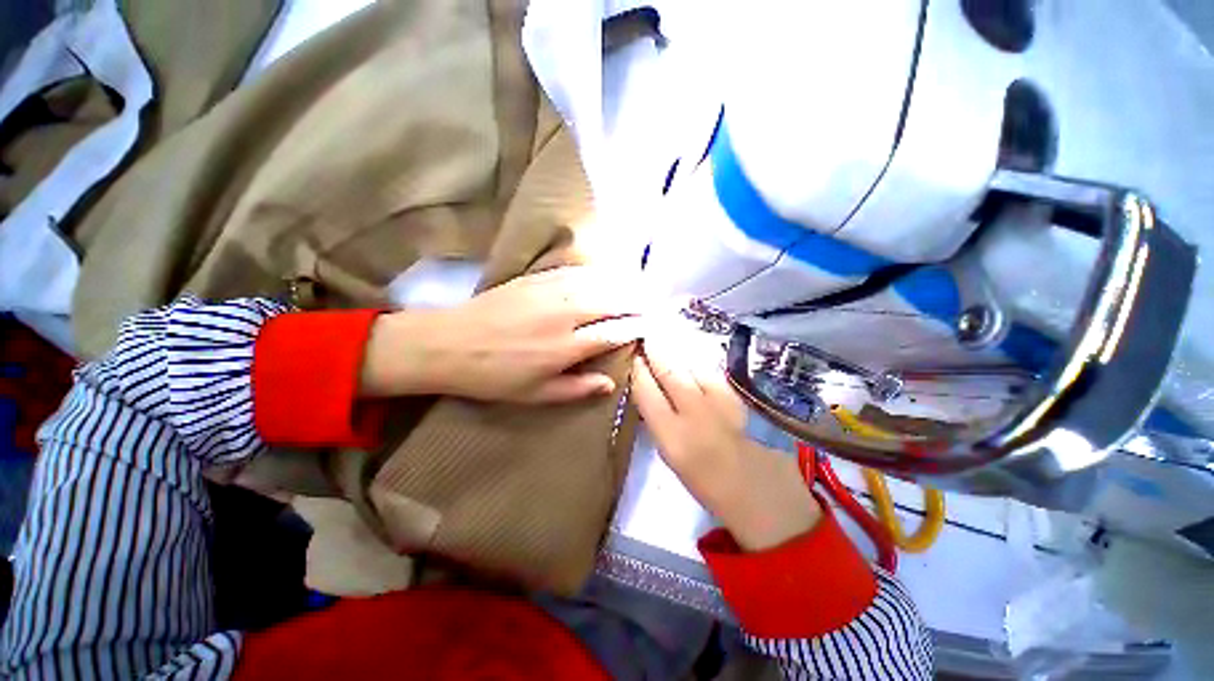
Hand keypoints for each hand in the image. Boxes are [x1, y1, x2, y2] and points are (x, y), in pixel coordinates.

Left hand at [362, 267, 645, 402]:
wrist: (449, 344)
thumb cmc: (494, 376)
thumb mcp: (535, 395)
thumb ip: (576, 389)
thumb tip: (610, 383)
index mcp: (565, 347)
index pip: (613, 333)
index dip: (635, 328)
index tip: (650, 326)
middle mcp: (564, 316)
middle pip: (611, 302)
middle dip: (636, 301)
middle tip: (652, 302)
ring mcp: (549, 292)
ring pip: (597, 282)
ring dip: (621, 283)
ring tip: (638, 285)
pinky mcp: (536, 279)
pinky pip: (575, 272)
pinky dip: (596, 272)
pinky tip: (606, 273)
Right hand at [630, 328, 821, 550]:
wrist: (765, 499)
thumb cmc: (711, 487)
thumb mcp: (674, 459)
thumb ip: (661, 423)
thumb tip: (652, 395)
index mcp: (673, 438)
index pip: (647, 392)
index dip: (638, 371)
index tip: (634, 357)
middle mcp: (696, 416)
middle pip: (671, 373)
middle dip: (656, 352)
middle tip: (647, 335)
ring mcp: (722, 405)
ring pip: (695, 369)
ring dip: (679, 354)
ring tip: (667, 343)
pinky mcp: (743, 401)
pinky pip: (715, 376)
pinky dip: (700, 366)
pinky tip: (695, 361)